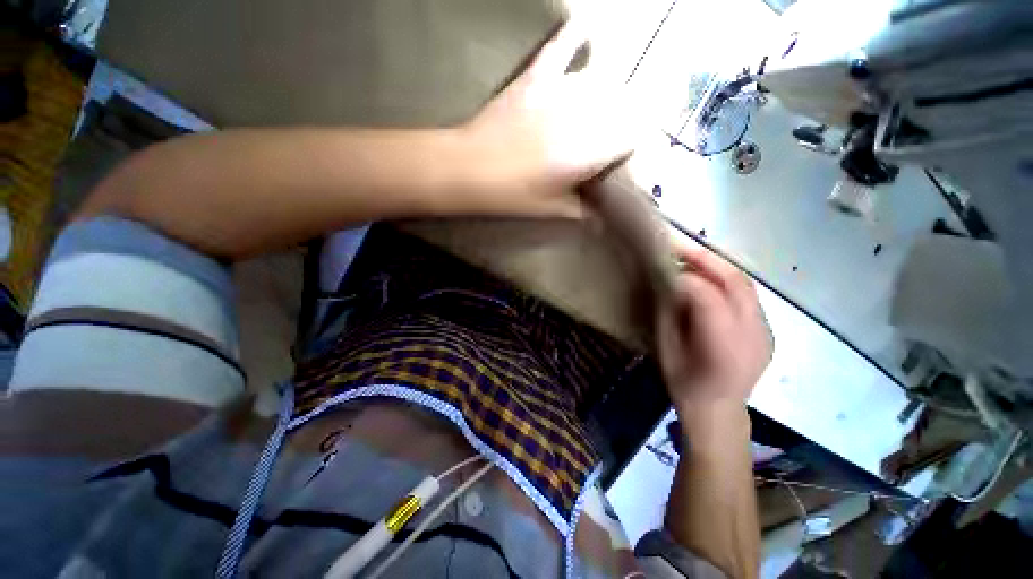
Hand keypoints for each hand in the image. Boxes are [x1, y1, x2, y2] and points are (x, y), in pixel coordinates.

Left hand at [459, 20, 635, 217]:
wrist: (469, 168)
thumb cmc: (511, 194)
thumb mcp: (548, 209)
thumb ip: (580, 211)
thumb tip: (599, 218)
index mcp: (587, 152)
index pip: (633, 136)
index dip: (632, 145)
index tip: (623, 156)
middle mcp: (583, 116)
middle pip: (623, 107)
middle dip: (622, 122)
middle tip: (608, 138)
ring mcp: (559, 92)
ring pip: (602, 82)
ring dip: (607, 94)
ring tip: (599, 109)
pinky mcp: (537, 77)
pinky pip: (561, 47)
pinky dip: (574, 36)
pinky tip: (586, 28)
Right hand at [656, 243, 772, 413]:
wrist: (719, 411)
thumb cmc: (685, 383)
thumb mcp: (667, 349)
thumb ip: (669, 313)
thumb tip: (669, 281)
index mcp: (722, 346)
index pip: (708, 297)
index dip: (684, 278)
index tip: (663, 266)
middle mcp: (752, 335)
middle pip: (735, 283)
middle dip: (706, 259)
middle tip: (679, 246)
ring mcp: (765, 332)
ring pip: (745, 285)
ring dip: (717, 266)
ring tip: (692, 256)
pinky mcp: (767, 330)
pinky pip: (747, 296)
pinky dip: (726, 281)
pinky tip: (708, 279)